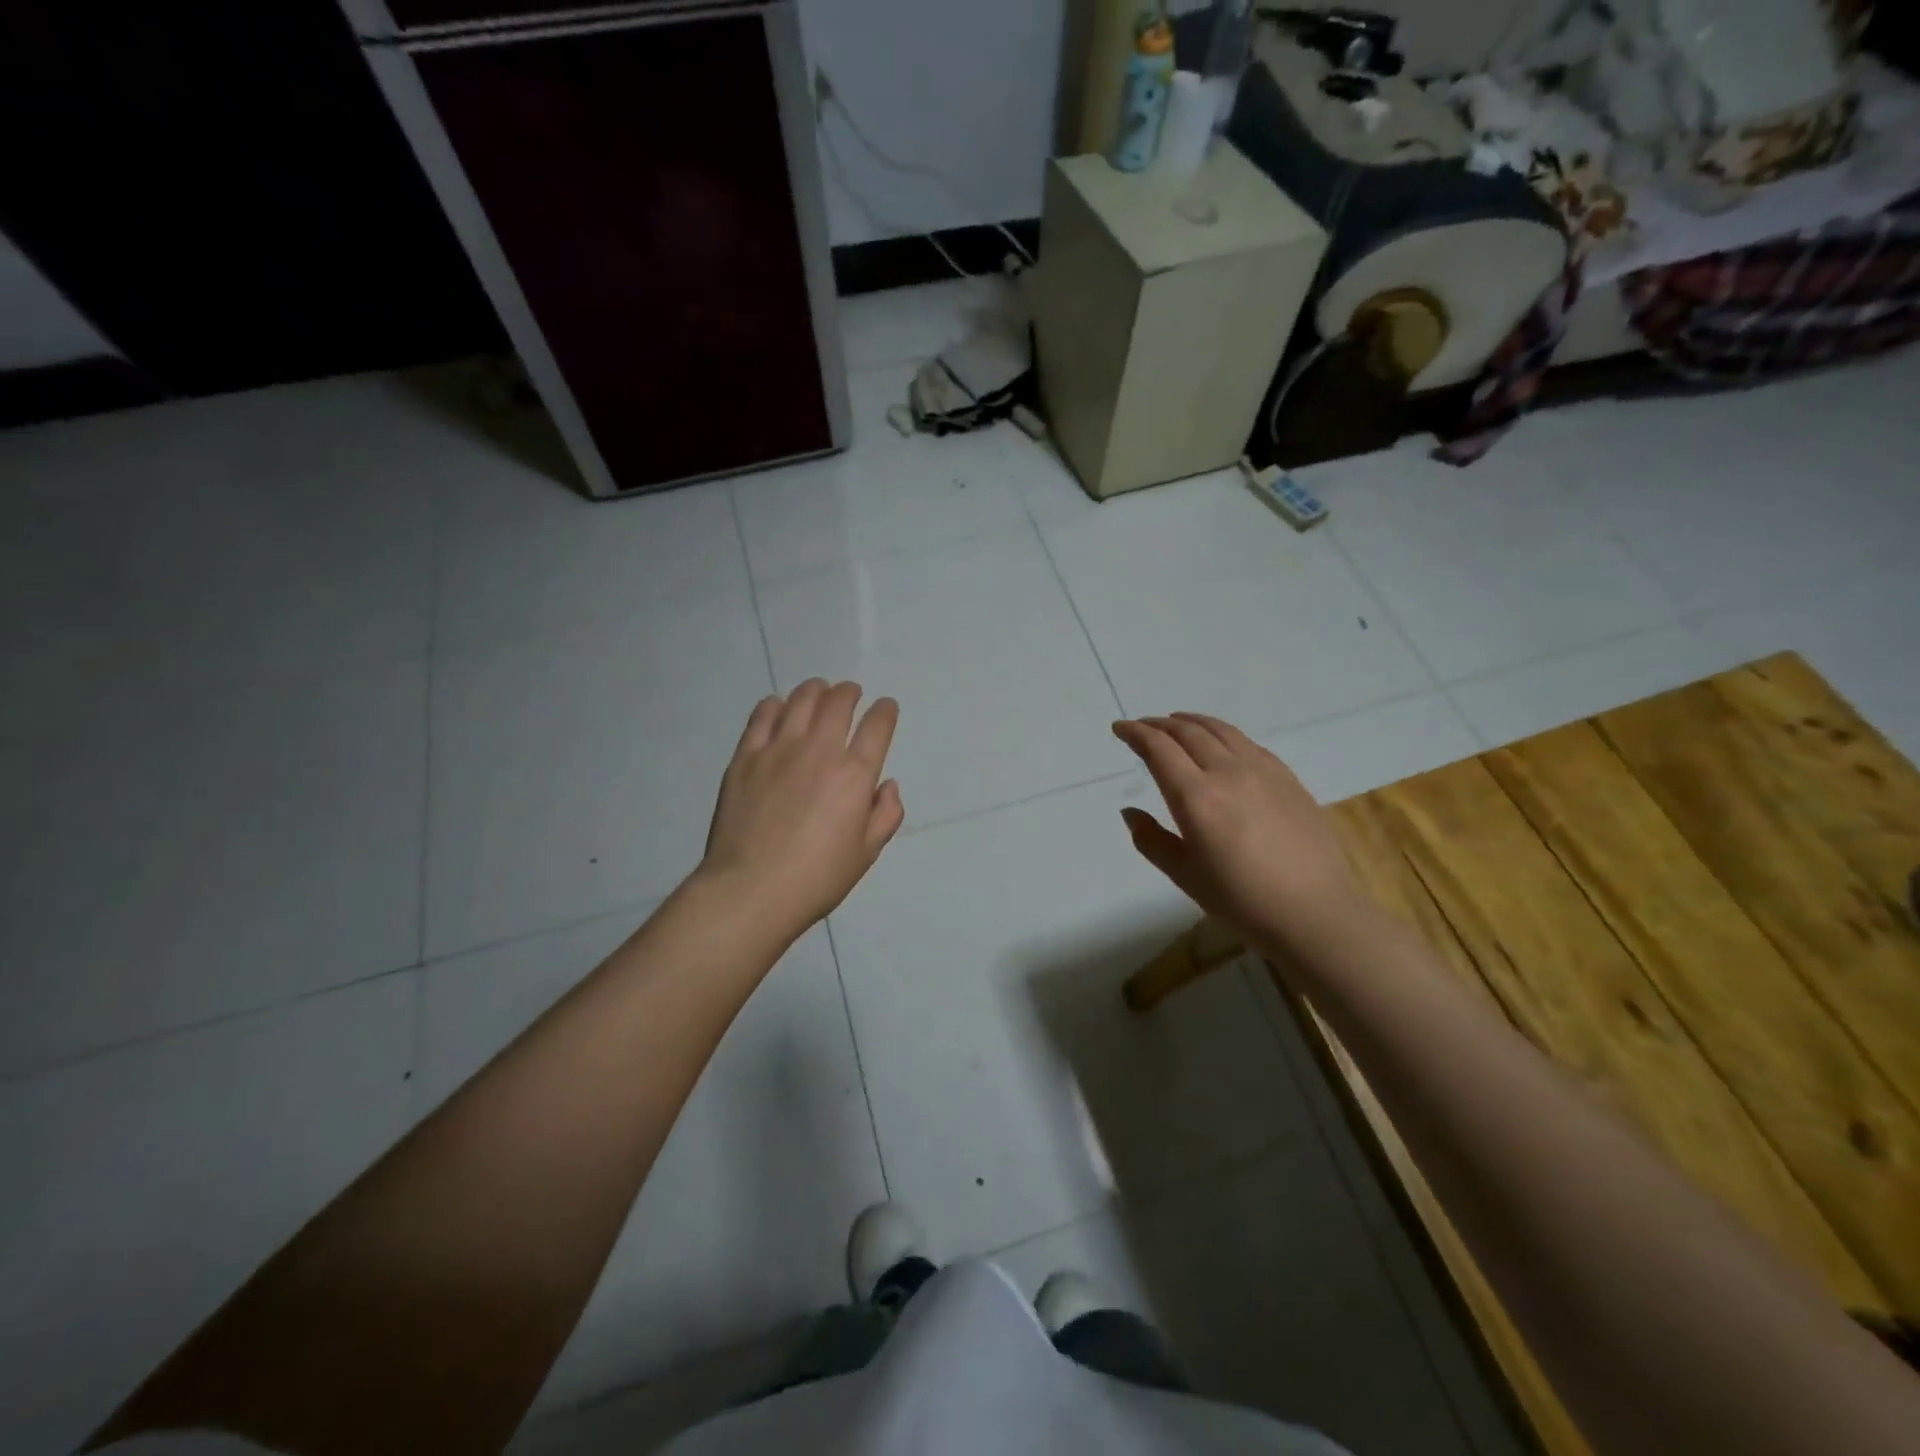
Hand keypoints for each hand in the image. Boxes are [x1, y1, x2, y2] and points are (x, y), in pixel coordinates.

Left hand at [699, 680, 903, 940]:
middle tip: (851, 693)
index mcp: (855, 775)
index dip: (885, 711)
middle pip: (838, 703)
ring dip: (815, 690)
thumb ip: (885, 814)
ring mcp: (779, 750)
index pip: (878, 726)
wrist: (750, 889)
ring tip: (818, 691)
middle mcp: (819, 751)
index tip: (886, 707)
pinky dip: (775, 705)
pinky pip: (762, 716)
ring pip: (800, 701)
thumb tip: (886, 785)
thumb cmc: (816, 878)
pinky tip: (778, 707)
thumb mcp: (866, 853)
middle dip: (850, 692)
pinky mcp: (746, 757)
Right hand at [1113, 713, 1365, 956]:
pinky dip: (1222, 733)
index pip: (1158, 749)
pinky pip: (1247, 742)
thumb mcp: (1184, 875)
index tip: (1120, 728)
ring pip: (1220, 730)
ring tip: (1176, 721)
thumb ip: (1152, 840)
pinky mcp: (1286, 777)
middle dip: (1159, 724)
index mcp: (1196, 797)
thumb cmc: (1242, 900)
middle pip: (1187, 732)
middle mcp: (1227, 772)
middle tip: (1142, 726)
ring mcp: (1261, 770)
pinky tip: (1220, 743)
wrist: (1315, 911)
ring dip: (1191, 721)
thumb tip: (1130, 812)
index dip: (1135, 733)